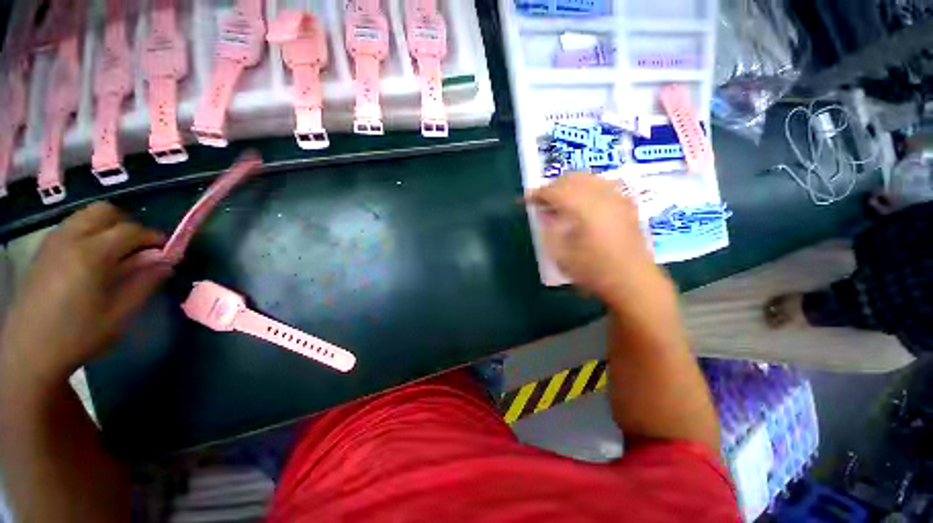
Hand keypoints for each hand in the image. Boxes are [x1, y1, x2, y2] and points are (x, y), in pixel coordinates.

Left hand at [0, 202, 170, 385]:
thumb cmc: (79, 334)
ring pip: (86, 216)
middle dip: (128, 225)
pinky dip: (89, 233)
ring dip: (107, 227)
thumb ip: (145, 282)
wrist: (30, 351)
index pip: (131, 230)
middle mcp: (71, 239)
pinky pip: (72, 227)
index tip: (167, 251)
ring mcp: (53, 242)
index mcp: (92, 254)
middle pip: (105, 212)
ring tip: (116, 253)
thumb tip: (166, 263)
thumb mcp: (120, 313)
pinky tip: (92, 258)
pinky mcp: (43, 250)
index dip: (154, 237)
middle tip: (139, 249)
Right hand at [527, 174, 668, 306]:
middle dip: (552, 186)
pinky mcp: (626, 205)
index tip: (524, 201)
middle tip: (542, 201)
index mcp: (583, 208)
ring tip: (560, 201)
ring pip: (589, 177)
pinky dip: (588, 188)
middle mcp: (601, 196)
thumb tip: (543, 214)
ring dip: (570, 185)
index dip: (536, 194)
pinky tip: (583, 203)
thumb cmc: (593, 271)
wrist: (633, 281)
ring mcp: (617, 198)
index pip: (554, 191)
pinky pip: (604, 185)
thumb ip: (549, 230)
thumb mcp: (561, 255)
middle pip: (571, 178)